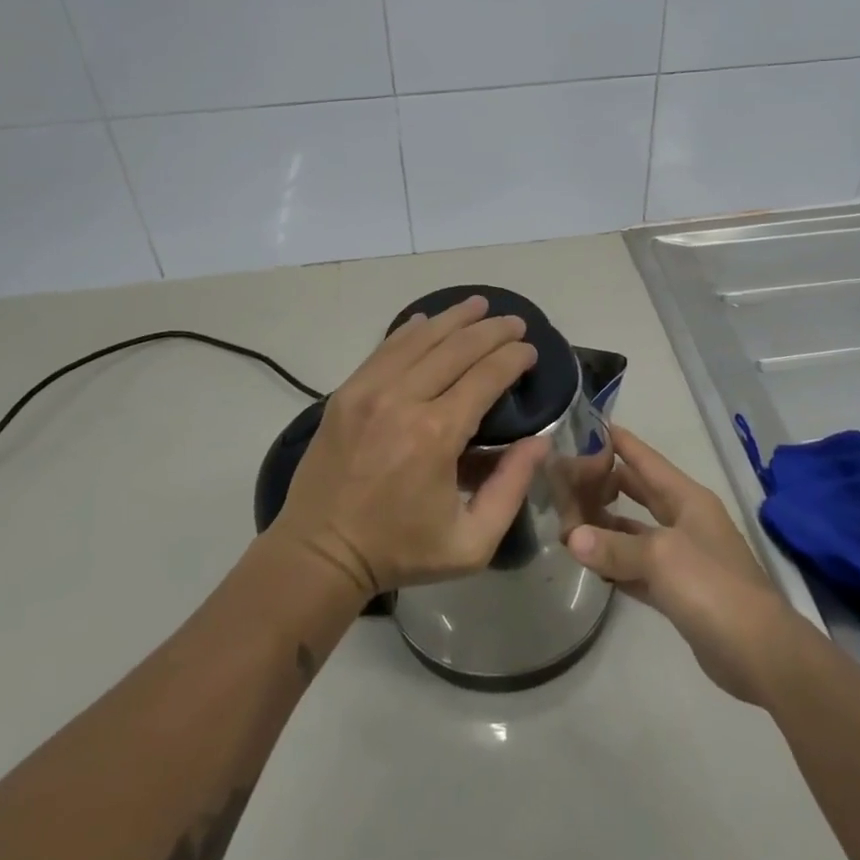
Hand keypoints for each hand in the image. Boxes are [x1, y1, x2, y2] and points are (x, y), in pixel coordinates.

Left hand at [272, 295, 549, 596]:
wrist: (319, 554)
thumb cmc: (400, 551)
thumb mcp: (471, 542)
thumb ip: (511, 488)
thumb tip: (540, 441)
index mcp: (437, 434)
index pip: (486, 375)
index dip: (513, 357)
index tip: (530, 350)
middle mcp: (403, 400)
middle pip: (457, 347)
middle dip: (492, 330)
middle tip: (515, 322)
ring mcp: (369, 391)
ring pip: (420, 338)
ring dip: (454, 318)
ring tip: (479, 305)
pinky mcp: (345, 393)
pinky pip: (385, 348)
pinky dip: (411, 330)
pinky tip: (428, 320)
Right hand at [566, 427, 806, 704]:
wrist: (760, 651)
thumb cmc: (712, 585)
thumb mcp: (660, 557)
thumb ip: (614, 546)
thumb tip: (572, 538)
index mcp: (688, 499)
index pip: (647, 461)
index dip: (622, 443)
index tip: (590, 426)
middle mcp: (686, 521)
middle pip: (640, 493)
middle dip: (607, 484)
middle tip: (567, 477)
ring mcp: (684, 557)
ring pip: (636, 533)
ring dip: (607, 527)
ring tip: (569, 521)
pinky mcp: (679, 592)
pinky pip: (639, 568)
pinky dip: (617, 564)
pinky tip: (591, 563)